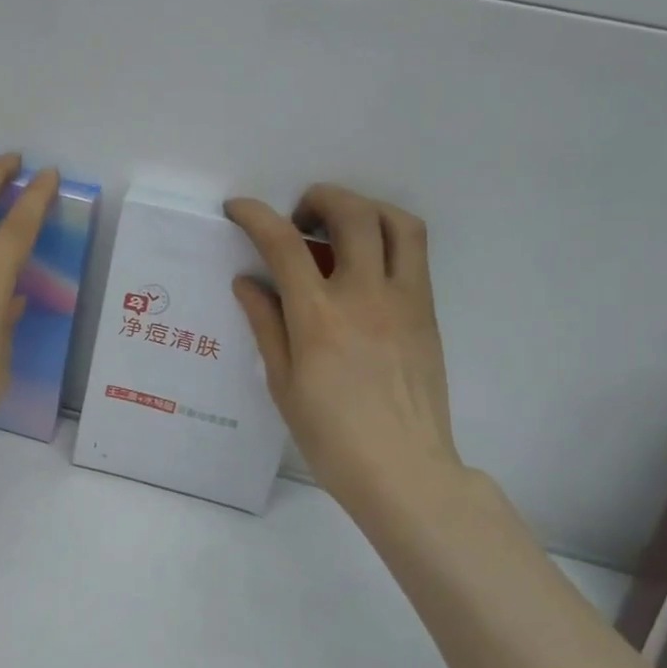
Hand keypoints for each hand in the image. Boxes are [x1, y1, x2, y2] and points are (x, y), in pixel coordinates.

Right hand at [225, 185, 466, 521]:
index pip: (284, 245)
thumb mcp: (283, 384)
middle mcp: (365, 296)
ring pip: (397, 222)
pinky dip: (387, 237)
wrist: (404, 470)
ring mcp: (404, 300)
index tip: (238, 208)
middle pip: (351, 213)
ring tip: (340, 228)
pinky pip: (414, 254)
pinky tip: (365, 265)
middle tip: (299, 219)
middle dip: (319, 198)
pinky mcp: (428, 312)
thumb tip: (248, 282)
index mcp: (319, 318)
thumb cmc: (331, 437)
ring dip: (364, 208)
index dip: (256, 215)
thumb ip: (266, 324)